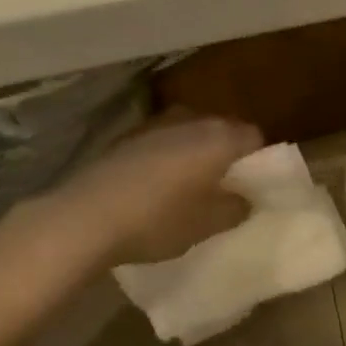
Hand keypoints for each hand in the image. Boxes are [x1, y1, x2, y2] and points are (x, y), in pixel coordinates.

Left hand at [58, 113, 263, 266]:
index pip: (254, 137)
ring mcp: (158, 123)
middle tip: (223, 189)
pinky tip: (155, 186)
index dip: (258, 161)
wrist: (87, 215)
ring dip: (195, 154)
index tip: (251, 187)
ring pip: (191, 134)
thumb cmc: (158, 219)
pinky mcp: (129, 135)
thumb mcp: (206, 225)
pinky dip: (167, 157)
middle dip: (226, 155)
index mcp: (219, 137)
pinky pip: (163, 141)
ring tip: (189, 188)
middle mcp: (192, 120)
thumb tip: (245, 198)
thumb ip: (234, 208)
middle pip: (222, 130)